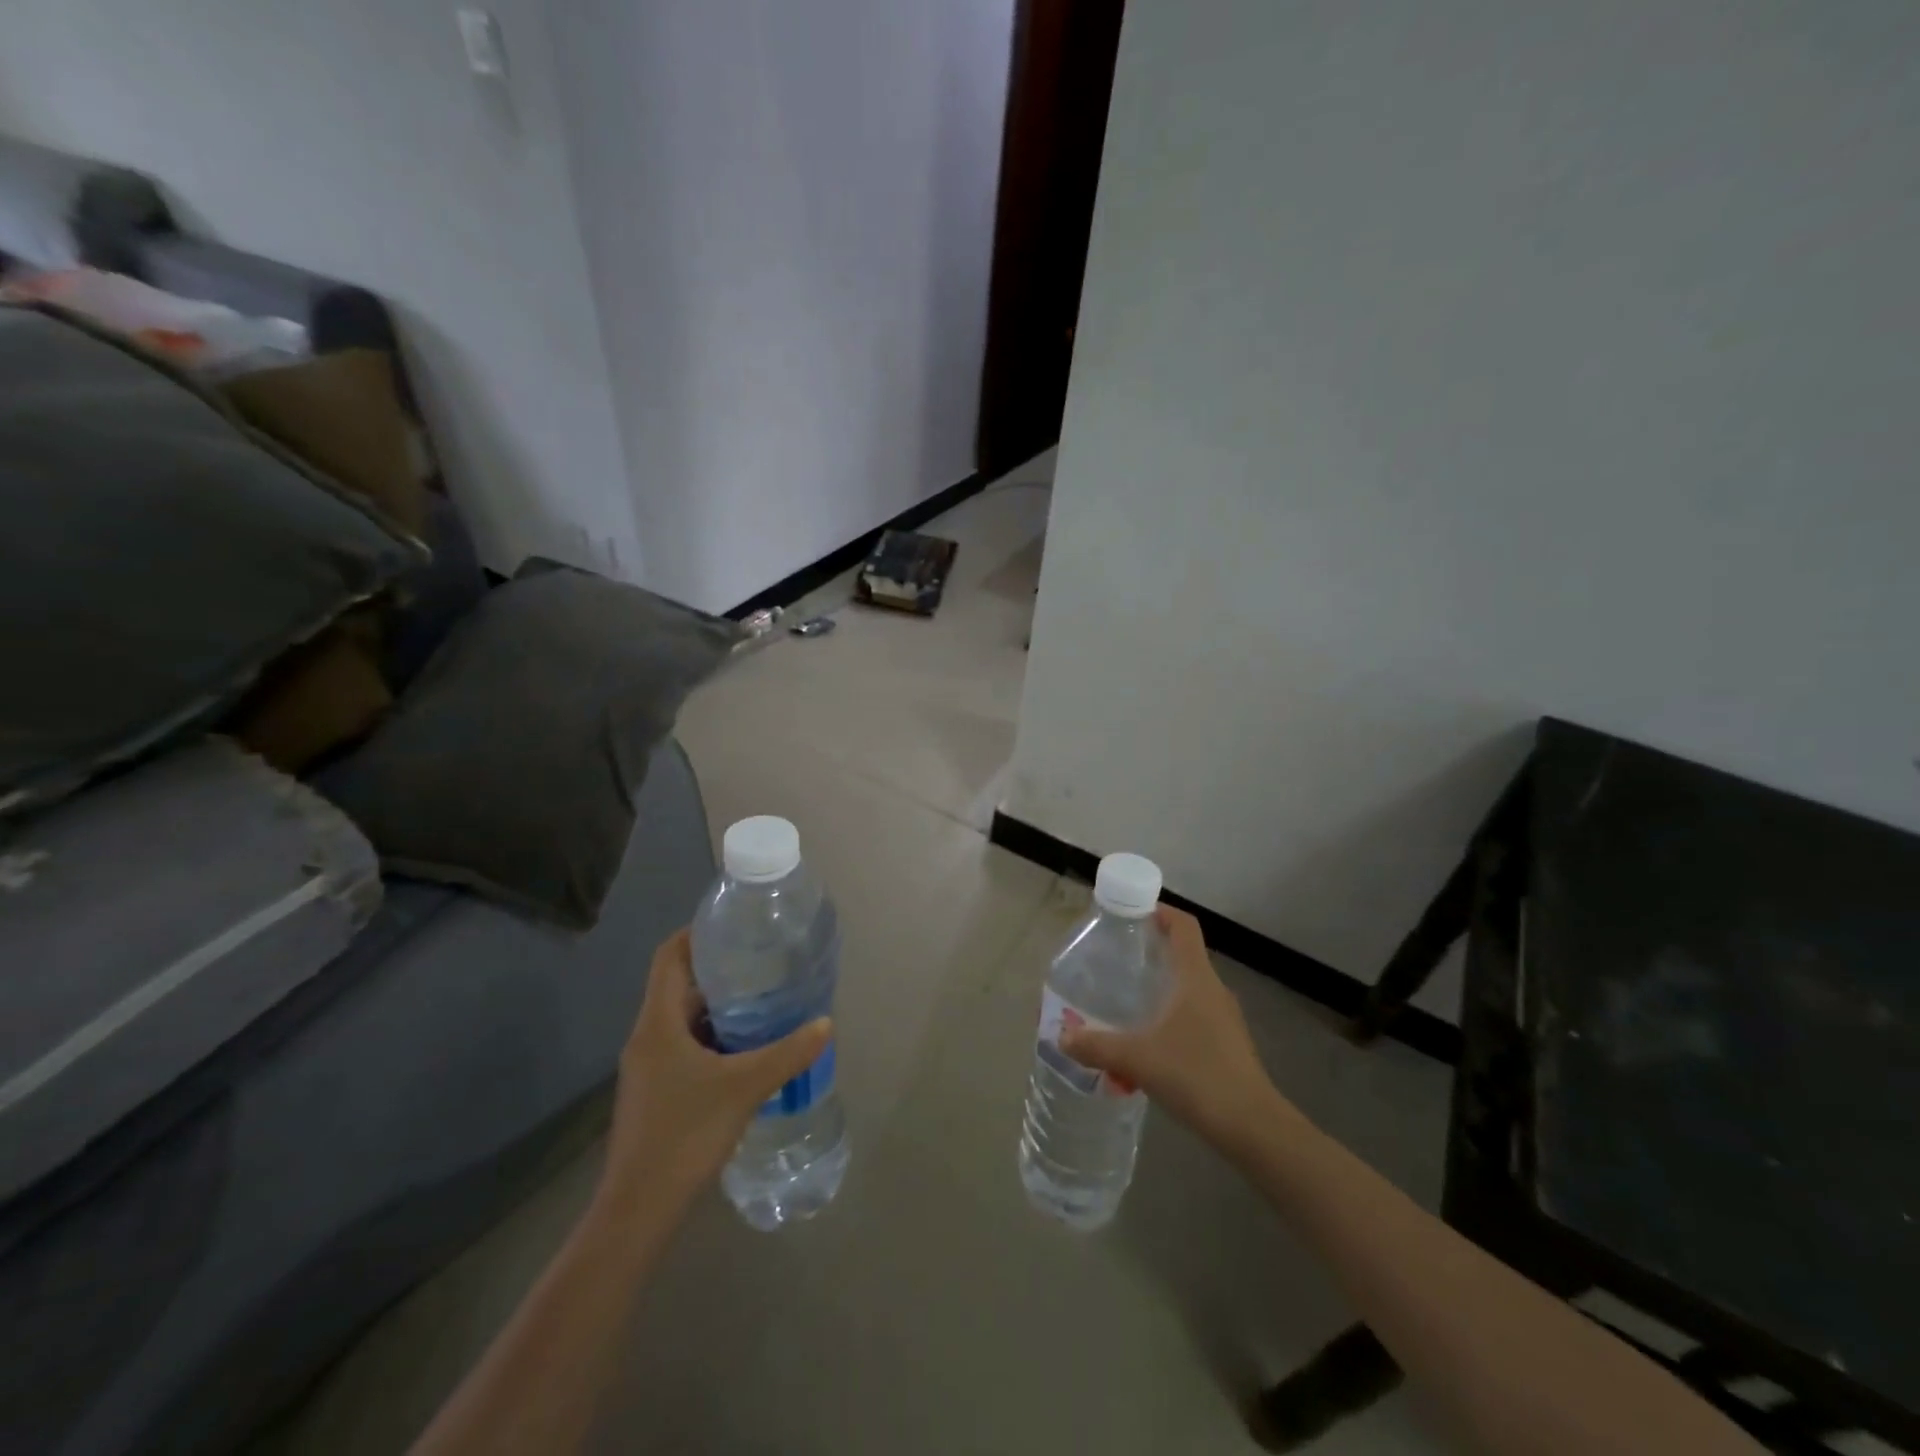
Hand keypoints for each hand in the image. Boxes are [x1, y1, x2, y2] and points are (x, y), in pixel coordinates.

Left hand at [596, 930, 830, 1214]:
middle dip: (719, 970)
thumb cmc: (684, 1135)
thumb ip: (788, 1053)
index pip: (668, 956)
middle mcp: (647, 1037)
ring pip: (684, 1018)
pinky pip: (686, 1046)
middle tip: (763, 960)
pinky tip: (747, 1048)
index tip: (733, 924)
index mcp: (657, 1023)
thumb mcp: (745, 1088)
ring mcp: (649, 1066)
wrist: (638, 1210)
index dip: (695, 933)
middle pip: (678, 985)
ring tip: (763, 999)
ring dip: (718, 1006)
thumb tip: (826, 1023)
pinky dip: (714, 1037)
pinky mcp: (656, 1091)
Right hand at [1059, 905, 1302, 1155]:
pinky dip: (1170, 1016)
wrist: (1252, 1127)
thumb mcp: (1137, 1058)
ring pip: (1188, 988)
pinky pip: (1193, 1015)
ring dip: (1160, 986)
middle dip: (1151, 951)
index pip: (1183, 925)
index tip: (1132, 912)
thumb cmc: (1196, 1075)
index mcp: (1196, 978)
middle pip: (1183, 954)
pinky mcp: (1227, 1044)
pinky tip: (1148, 1041)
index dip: (1160, 910)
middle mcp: (1213, 989)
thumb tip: (1061, 1036)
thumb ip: (1096, 1045)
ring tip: (1126, 999)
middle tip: (1116, 958)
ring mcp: (1224, 1018)